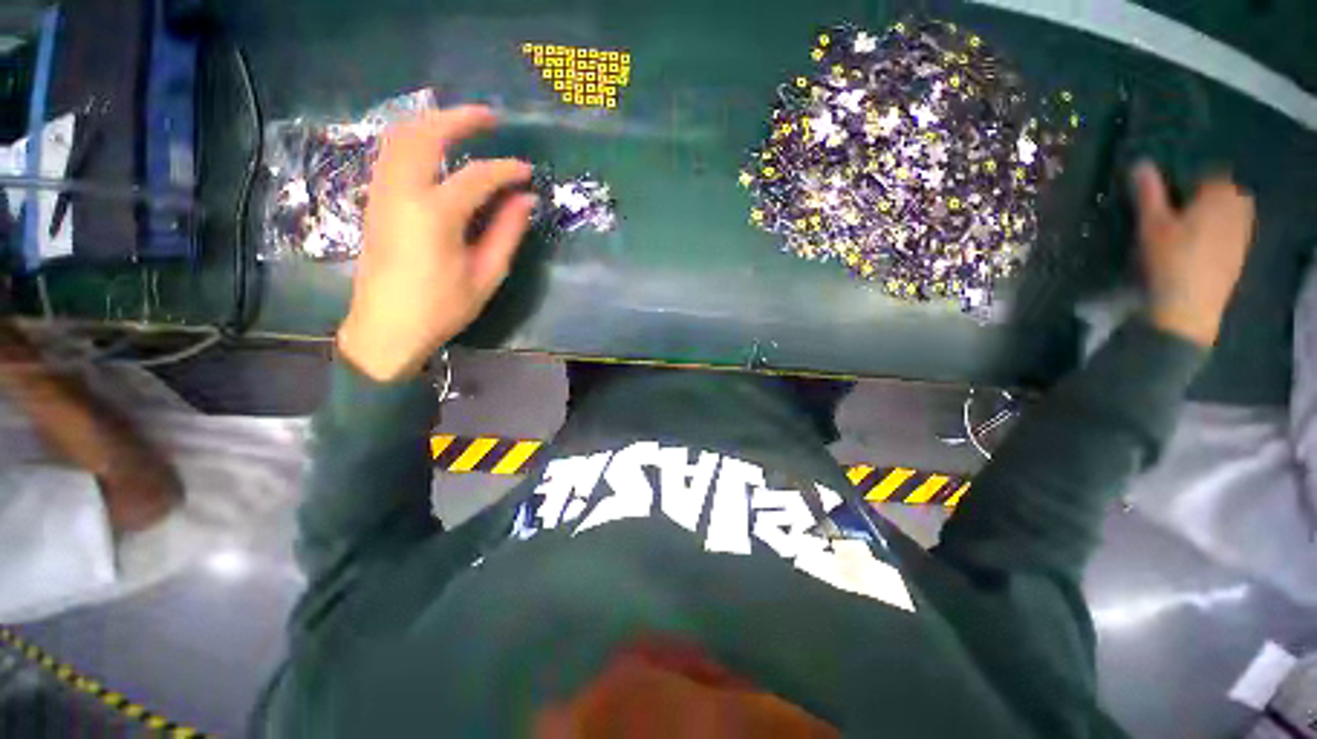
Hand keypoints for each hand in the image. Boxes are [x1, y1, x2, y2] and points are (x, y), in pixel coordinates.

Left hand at [337, 106, 536, 381]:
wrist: (386, 327)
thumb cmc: (442, 307)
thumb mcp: (485, 274)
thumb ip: (507, 232)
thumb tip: (525, 200)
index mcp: (435, 215)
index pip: (476, 177)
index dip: (506, 170)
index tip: (527, 172)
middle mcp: (402, 192)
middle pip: (425, 135)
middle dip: (458, 119)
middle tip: (489, 117)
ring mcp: (382, 193)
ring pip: (401, 137)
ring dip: (432, 123)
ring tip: (462, 124)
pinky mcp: (375, 201)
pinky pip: (392, 153)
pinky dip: (415, 139)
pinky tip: (434, 149)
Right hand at [1132, 161, 1254, 346]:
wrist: (1190, 307)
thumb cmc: (1171, 260)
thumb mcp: (1152, 224)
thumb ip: (1148, 193)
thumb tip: (1140, 163)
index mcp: (1222, 194)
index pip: (1208, 173)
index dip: (1187, 180)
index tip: (1168, 193)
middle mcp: (1240, 208)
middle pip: (1222, 193)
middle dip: (1203, 197)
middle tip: (1176, 212)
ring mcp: (1244, 233)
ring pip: (1228, 213)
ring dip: (1210, 216)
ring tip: (1186, 231)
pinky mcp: (1240, 254)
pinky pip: (1231, 233)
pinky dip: (1216, 234)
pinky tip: (1197, 248)